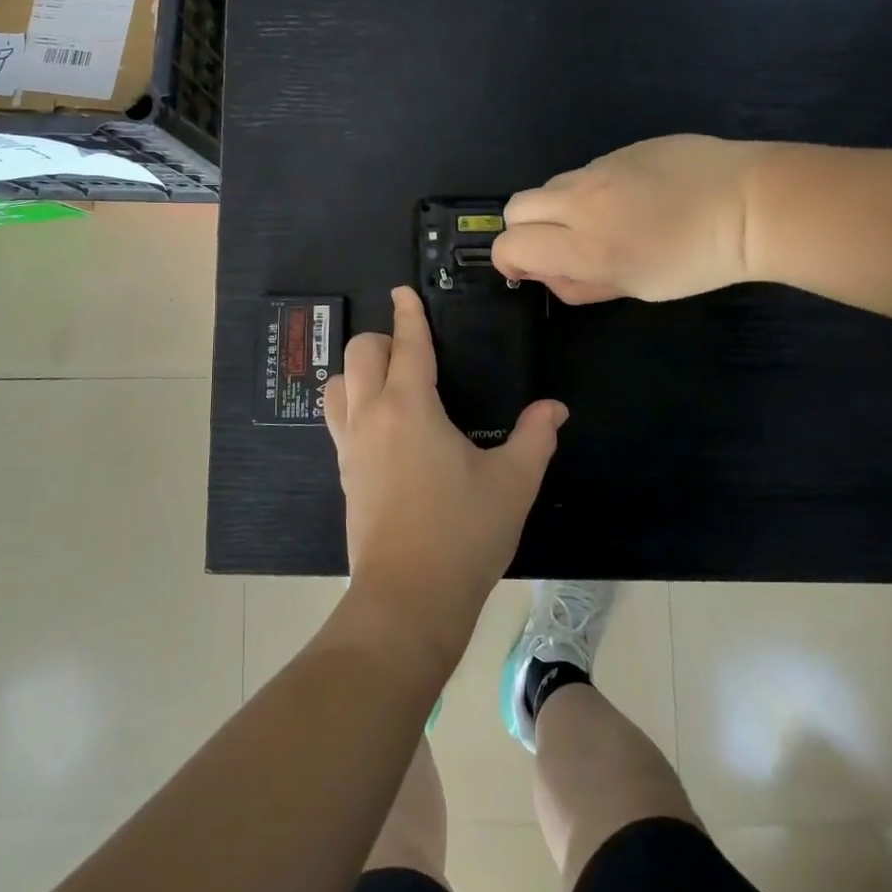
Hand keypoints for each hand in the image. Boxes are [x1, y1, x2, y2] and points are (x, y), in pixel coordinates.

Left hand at [325, 287, 567, 663]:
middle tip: (410, 349)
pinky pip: (337, 420)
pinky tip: (380, 426)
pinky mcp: (345, 474)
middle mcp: (372, 416)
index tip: (403, 292)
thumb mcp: (513, 483)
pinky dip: (351, 404)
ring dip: (357, 372)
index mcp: (410, 407)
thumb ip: (536, 437)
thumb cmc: (463, 533)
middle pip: (360, 354)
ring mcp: (351, 446)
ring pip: (337, 385)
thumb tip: (554, 408)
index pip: (406, 345)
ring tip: (388, 383)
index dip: (408, 314)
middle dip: (382, 339)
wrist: (408, 599)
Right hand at [494, 135, 771, 303]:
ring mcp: (599, 169)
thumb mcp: (637, 287)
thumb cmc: (697, 261)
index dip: (509, 261)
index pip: (511, 246)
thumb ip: (581, 286)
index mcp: (586, 247)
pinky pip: (585, 171)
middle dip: (524, 229)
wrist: (750, 203)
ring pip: (550, 186)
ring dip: (557, 208)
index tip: (527, 270)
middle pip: (515, 208)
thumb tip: (546, 276)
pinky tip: (632, 198)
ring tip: (600, 221)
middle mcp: (581, 203)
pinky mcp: (620, 149)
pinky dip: (590, 190)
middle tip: (557, 245)